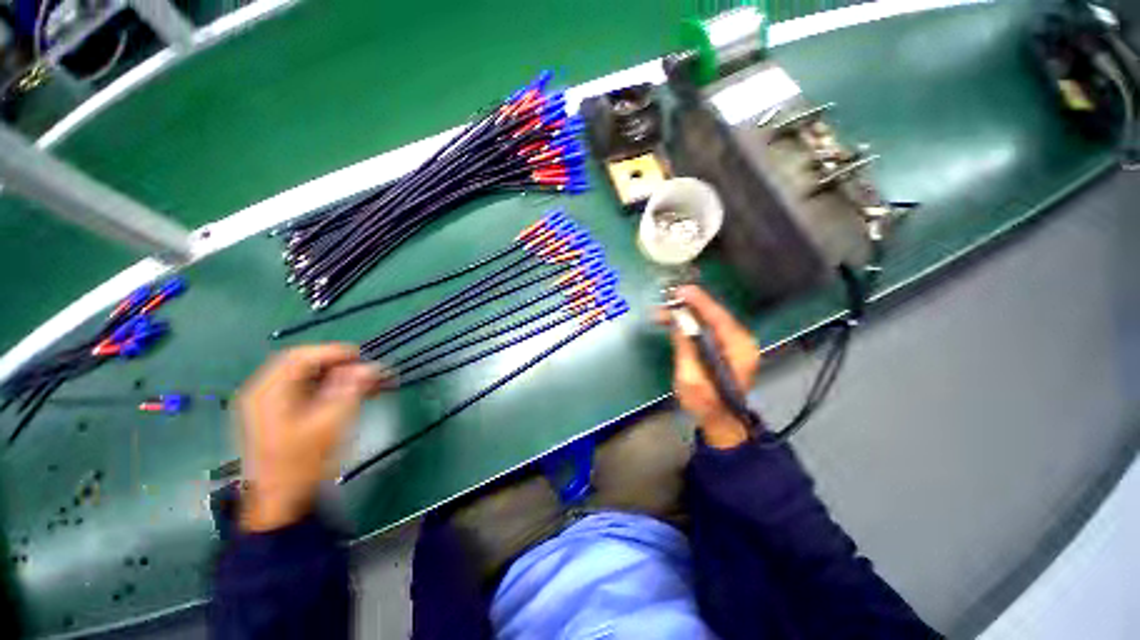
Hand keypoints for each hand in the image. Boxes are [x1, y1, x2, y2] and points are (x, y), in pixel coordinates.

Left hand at [236, 344, 386, 531]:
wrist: (279, 502)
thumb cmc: (302, 463)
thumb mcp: (330, 425)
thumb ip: (350, 391)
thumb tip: (371, 367)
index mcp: (268, 392)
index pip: (300, 357)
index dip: (333, 352)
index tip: (363, 356)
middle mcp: (263, 392)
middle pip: (301, 364)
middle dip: (337, 364)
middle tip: (366, 370)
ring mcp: (267, 404)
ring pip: (304, 377)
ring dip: (335, 375)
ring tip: (364, 382)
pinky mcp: (275, 415)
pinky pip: (303, 390)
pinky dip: (327, 387)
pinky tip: (348, 394)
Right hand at [663, 286, 760, 448]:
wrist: (720, 421)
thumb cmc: (705, 404)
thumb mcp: (691, 377)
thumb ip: (686, 347)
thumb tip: (678, 321)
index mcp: (738, 349)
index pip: (718, 316)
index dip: (698, 301)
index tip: (680, 291)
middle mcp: (740, 342)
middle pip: (713, 315)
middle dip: (687, 307)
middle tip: (664, 303)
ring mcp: (733, 344)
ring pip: (708, 321)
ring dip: (685, 315)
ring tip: (662, 314)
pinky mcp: (724, 348)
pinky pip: (706, 329)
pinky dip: (689, 324)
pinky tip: (674, 323)